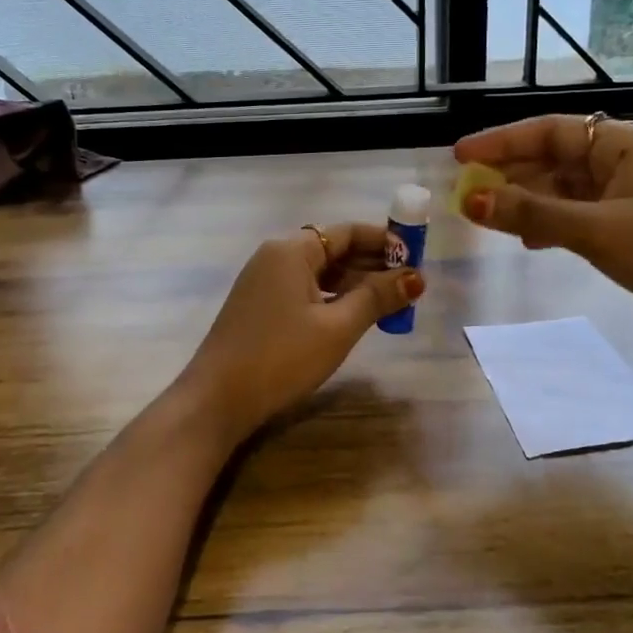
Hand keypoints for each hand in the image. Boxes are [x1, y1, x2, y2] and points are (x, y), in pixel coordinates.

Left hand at [178, 223, 422, 439]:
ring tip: (391, 303)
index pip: (347, 232)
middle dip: (373, 265)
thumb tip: (415, 278)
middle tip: (410, 285)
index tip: (416, 256)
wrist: (217, 399)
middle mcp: (275, 257)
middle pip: (333, 250)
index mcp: (292, 250)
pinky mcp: (259, 306)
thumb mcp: (337, 327)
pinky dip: (332, 298)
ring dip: (355, 285)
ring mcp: (263, 282)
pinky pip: (304, 290)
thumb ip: (377, 298)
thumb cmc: (281, 357)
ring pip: (319, 273)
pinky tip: (354, 317)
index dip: (384, 241)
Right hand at [454, 116, 632, 359]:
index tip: (460, 156)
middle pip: (555, 158)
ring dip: (528, 202)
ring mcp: (631, 196)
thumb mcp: (597, 231)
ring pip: (565, 189)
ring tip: (488, 218)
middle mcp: (625, 162)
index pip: (550, 131)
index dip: (502, 141)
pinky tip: (529, 242)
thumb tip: (471, 199)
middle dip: (511, 174)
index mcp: (623, 145)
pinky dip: (551, 224)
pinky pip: (579, 215)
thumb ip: (532, 214)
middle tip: (467, 192)